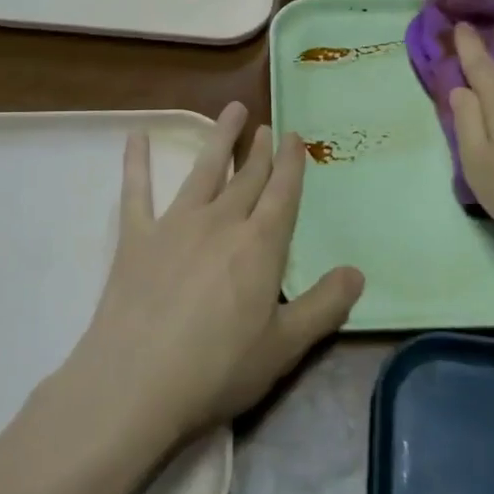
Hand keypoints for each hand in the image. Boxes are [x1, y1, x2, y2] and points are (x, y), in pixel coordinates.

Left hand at [70, 102, 363, 442]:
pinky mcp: (136, 238)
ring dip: (219, 138)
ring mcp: (175, 225)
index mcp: (260, 246)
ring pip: (203, 170)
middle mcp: (221, 222)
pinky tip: (136, 137)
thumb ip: (324, 307)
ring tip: (232, 109)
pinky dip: (137, 163)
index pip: (282, 194)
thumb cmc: (217, 369)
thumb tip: (357, 273)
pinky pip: (136, 191)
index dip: (291, 163)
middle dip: (260, 150)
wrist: (135, 383)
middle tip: (268, 126)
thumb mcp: (284, 347)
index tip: (295, 135)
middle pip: (247, 178)